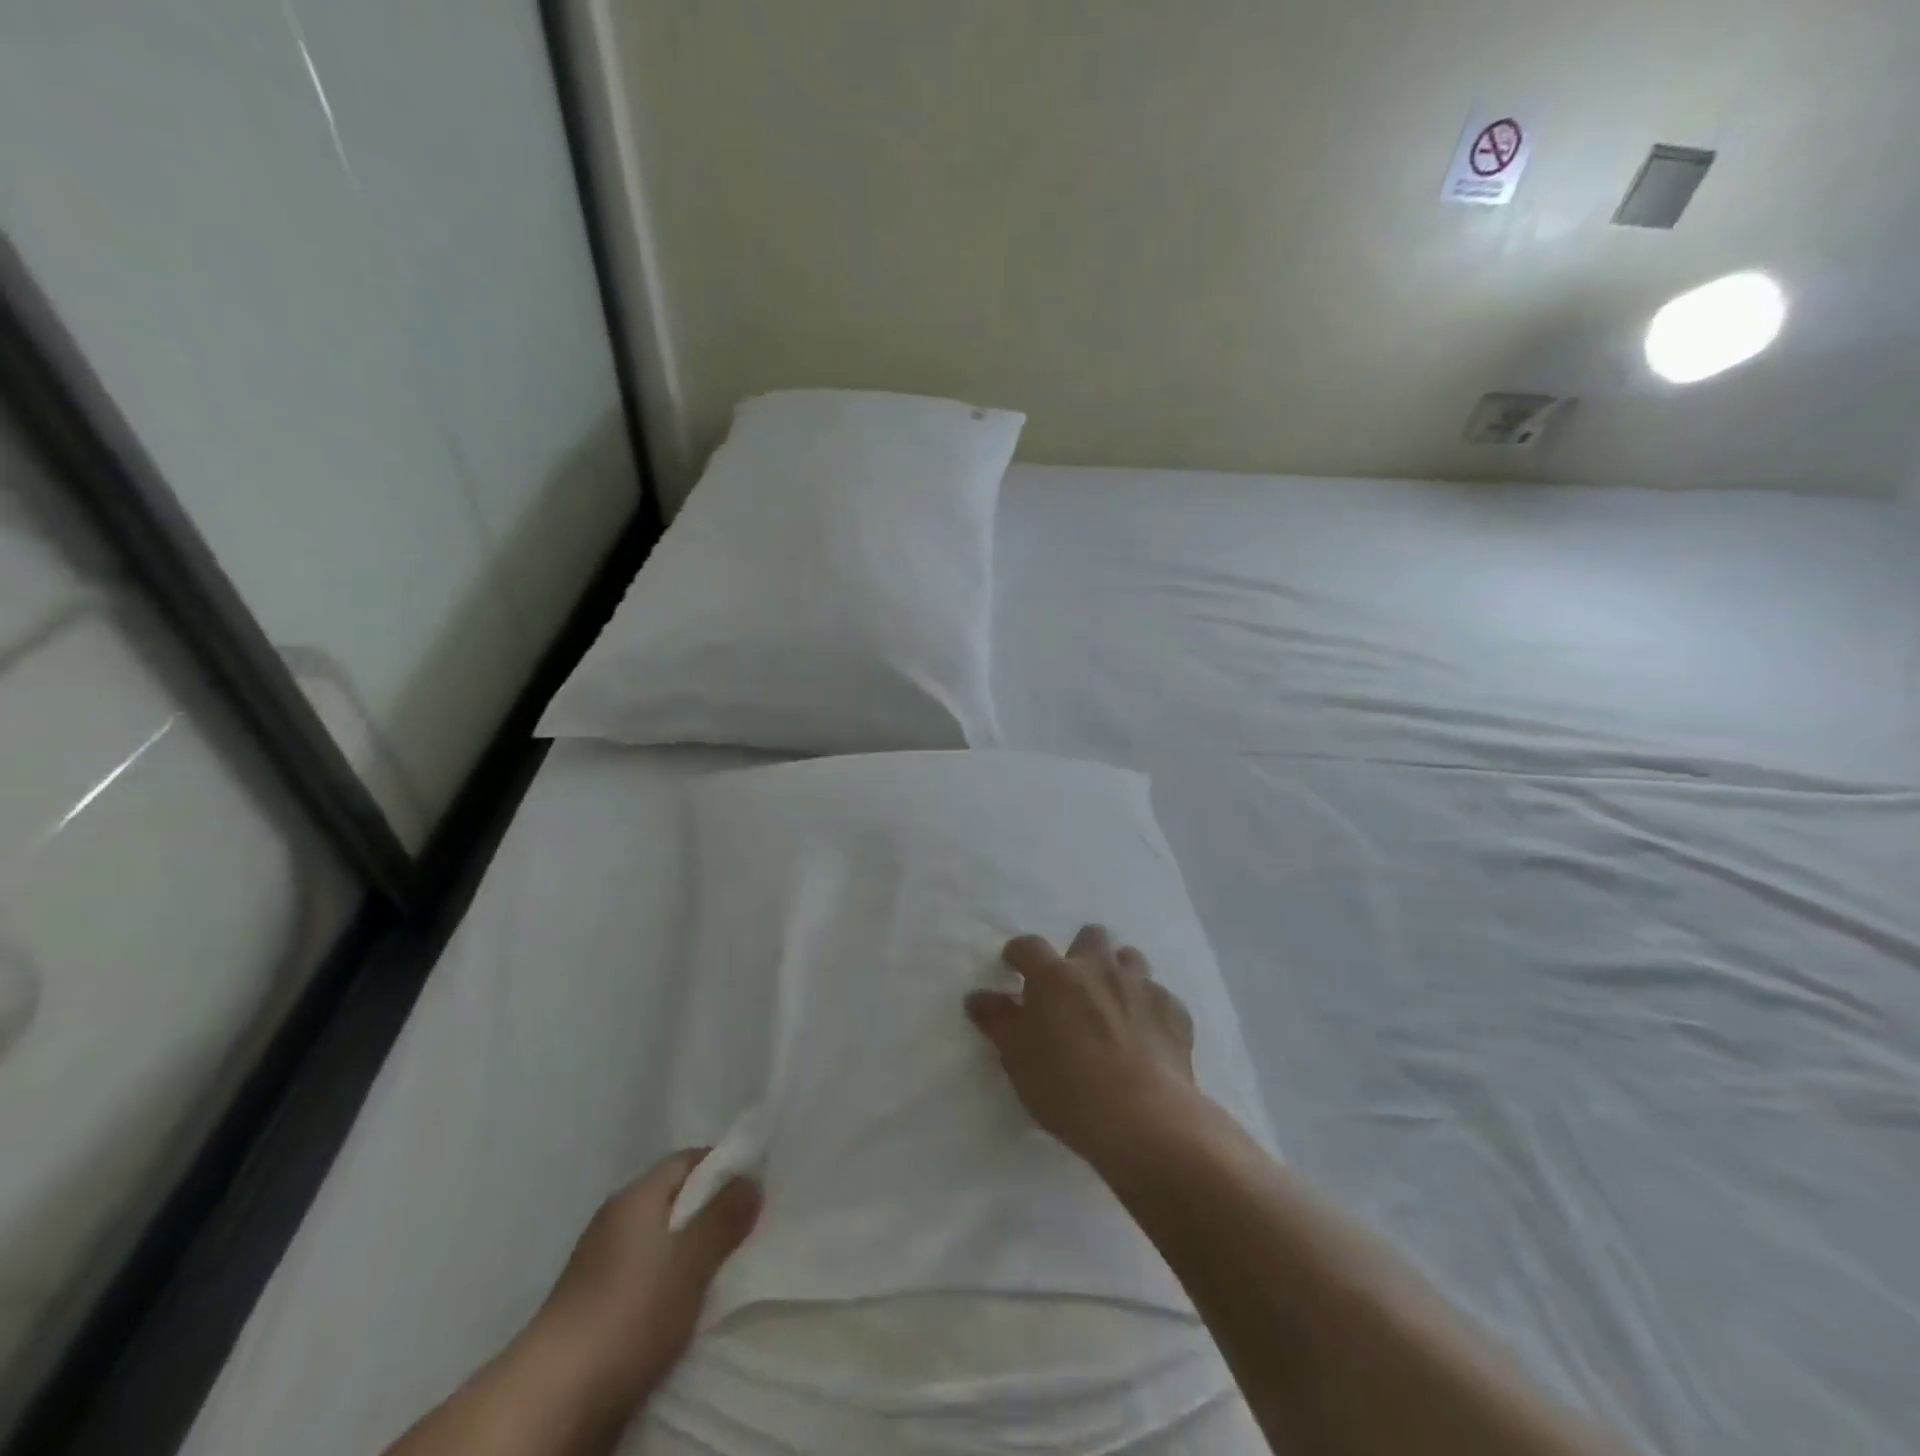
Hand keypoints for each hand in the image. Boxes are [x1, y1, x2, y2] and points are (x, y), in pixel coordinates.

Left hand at [533, 1148, 760, 1411]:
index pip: (689, 1160)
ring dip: (692, 1255)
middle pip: (675, 1201)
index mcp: (636, 1195)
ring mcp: (601, 1266)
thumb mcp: (690, 1260)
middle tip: (752, 1232)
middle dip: (713, 1213)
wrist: (551, 1401)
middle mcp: (616, 1220)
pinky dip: (670, 1287)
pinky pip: (646, 1280)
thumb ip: (724, 1217)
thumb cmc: (628, 1311)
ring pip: (661, 1244)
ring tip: (728, 1274)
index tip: (757, 1189)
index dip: (725, 1167)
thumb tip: (752, 1177)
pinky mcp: (595, 1308)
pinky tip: (689, 1310)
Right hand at [965, 925, 1202, 1173]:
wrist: (1144, 1119)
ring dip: (1118, 972)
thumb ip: (998, 1021)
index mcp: (1055, 976)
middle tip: (1072, 985)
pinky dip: (1149, 1008)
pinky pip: (1159, 996)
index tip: (1013, 966)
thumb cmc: (1066, 1088)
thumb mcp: (1018, 1059)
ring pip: (1130, 959)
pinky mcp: (1175, 1010)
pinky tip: (1146, 1035)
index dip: (1018, 954)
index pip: (1028, 947)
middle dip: (1080, 952)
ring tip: (1112, 1003)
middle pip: (1090, 937)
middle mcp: (1099, 968)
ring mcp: (1142, 986)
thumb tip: (977, 997)